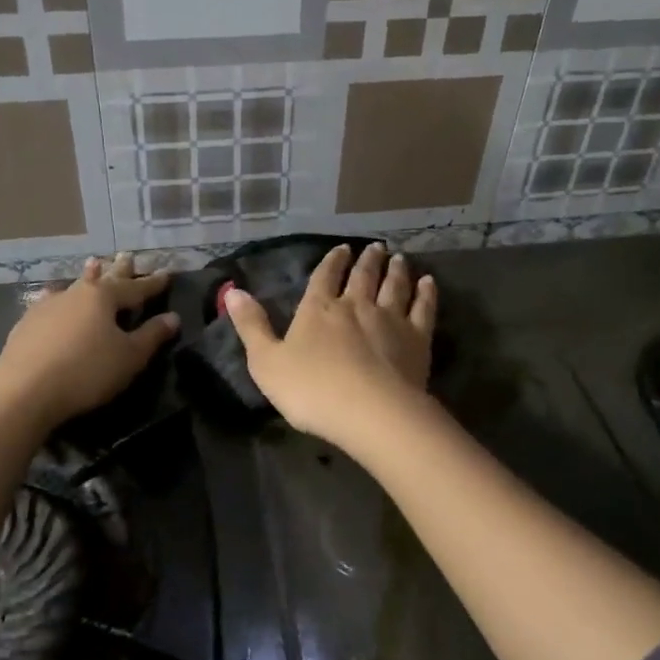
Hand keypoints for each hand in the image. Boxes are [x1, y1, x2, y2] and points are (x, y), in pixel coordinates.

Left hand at [0, 254, 177, 431]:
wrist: (24, 390)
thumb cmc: (87, 371)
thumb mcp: (129, 357)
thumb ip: (152, 336)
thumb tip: (172, 317)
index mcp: (104, 297)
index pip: (136, 288)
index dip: (153, 283)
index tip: (167, 273)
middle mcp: (76, 293)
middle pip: (104, 278)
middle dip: (119, 270)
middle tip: (128, 256)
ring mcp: (48, 306)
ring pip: (75, 285)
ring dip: (87, 275)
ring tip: (94, 263)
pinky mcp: (27, 323)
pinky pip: (50, 301)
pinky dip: (59, 296)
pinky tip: (52, 295)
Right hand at [223, 242, 436, 446]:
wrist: (370, 412)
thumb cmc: (311, 390)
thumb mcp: (266, 362)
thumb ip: (251, 326)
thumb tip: (231, 291)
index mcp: (318, 310)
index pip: (324, 277)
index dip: (332, 262)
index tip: (342, 249)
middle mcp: (355, 305)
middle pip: (363, 276)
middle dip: (367, 260)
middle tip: (376, 247)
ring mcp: (390, 319)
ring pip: (394, 286)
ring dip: (396, 270)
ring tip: (399, 258)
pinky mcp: (418, 338)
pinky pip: (423, 308)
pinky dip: (426, 292)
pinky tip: (428, 283)